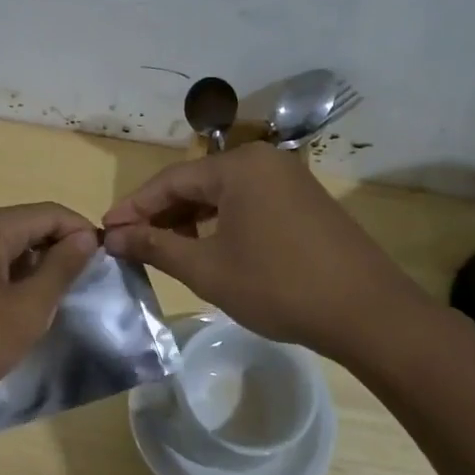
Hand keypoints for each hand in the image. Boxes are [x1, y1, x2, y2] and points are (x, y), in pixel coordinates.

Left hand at [0, 203, 99, 426]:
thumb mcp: (25, 310)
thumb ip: (60, 269)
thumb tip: (84, 236)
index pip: (50, 213)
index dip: (82, 233)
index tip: (106, 264)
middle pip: (26, 226)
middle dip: (58, 251)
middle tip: (82, 288)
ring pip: (5, 247)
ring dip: (32, 268)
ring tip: (52, 303)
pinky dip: (7, 279)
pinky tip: (14, 311)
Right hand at [102, 145, 430, 361]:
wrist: (367, 312)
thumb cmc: (278, 286)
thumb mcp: (207, 269)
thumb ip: (156, 246)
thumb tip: (114, 236)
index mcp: (239, 166)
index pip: (170, 180)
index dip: (134, 207)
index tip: (107, 230)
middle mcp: (265, 161)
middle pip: (197, 183)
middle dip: (162, 214)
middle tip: (132, 244)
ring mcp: (290, 179)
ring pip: (224, 194)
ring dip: (191, 219)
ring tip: (166, 250)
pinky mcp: (305, 201)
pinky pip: (249, 203)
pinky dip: (222, 222)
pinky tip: (209, 248)